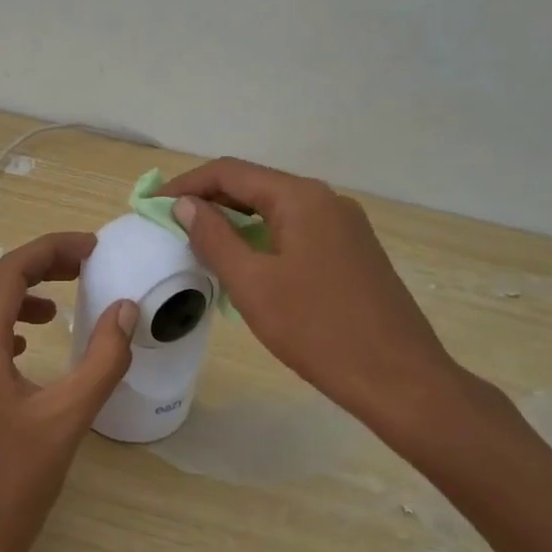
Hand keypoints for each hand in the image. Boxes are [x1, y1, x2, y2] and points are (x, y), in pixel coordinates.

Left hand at [0, 232, 137, 551]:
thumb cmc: (12, 485)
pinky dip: (2, 326)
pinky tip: (28, 348)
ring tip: (58, 307)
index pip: (9, 270)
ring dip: (17, 294)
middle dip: (37, 266)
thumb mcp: (67, 420)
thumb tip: (125, 309)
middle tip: (83, 267)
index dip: (51, 249)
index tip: (93, 248)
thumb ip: (102, 361)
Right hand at [161, 158, 467, 449]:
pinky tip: (245, 263)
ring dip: (234, 220)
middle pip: (254, 185)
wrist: (400, 379)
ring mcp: (344, 225)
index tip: (151, 206)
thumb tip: (186, 205)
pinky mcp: (353, 251)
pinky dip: (262, 237)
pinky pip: (296, 230)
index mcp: (300, 197)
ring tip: (198, 243)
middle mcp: (325, 199)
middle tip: (168, 224)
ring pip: (276, 209)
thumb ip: (214, 237)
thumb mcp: (252, 284)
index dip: (185, 185)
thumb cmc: (318, 329)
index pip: (230, 172)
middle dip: (208, 200)